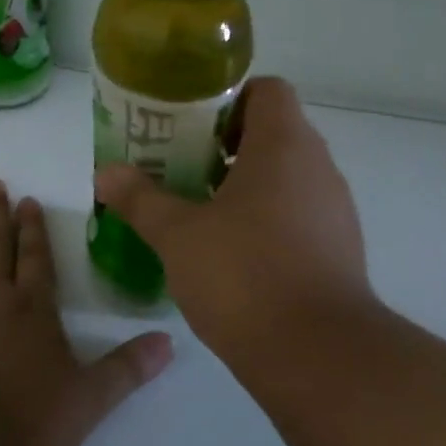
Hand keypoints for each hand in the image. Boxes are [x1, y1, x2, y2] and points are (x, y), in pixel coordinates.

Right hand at [93, 77, 375, 365]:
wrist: (317, 355)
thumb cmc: (244, 276)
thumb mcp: (178, 235)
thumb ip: (140, 199)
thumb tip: (106, 173)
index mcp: (284, 146)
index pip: (268, 90)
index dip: (229, 98)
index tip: (191, 126)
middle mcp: (318, 168)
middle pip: (275, 133)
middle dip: (226, 145)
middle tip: (181, 167)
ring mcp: (335, 210)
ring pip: (287, 177)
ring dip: (246, 184)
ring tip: (200, 211)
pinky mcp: (339, 249)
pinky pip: (299, 214)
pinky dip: (268, 218)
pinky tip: (233, 253)